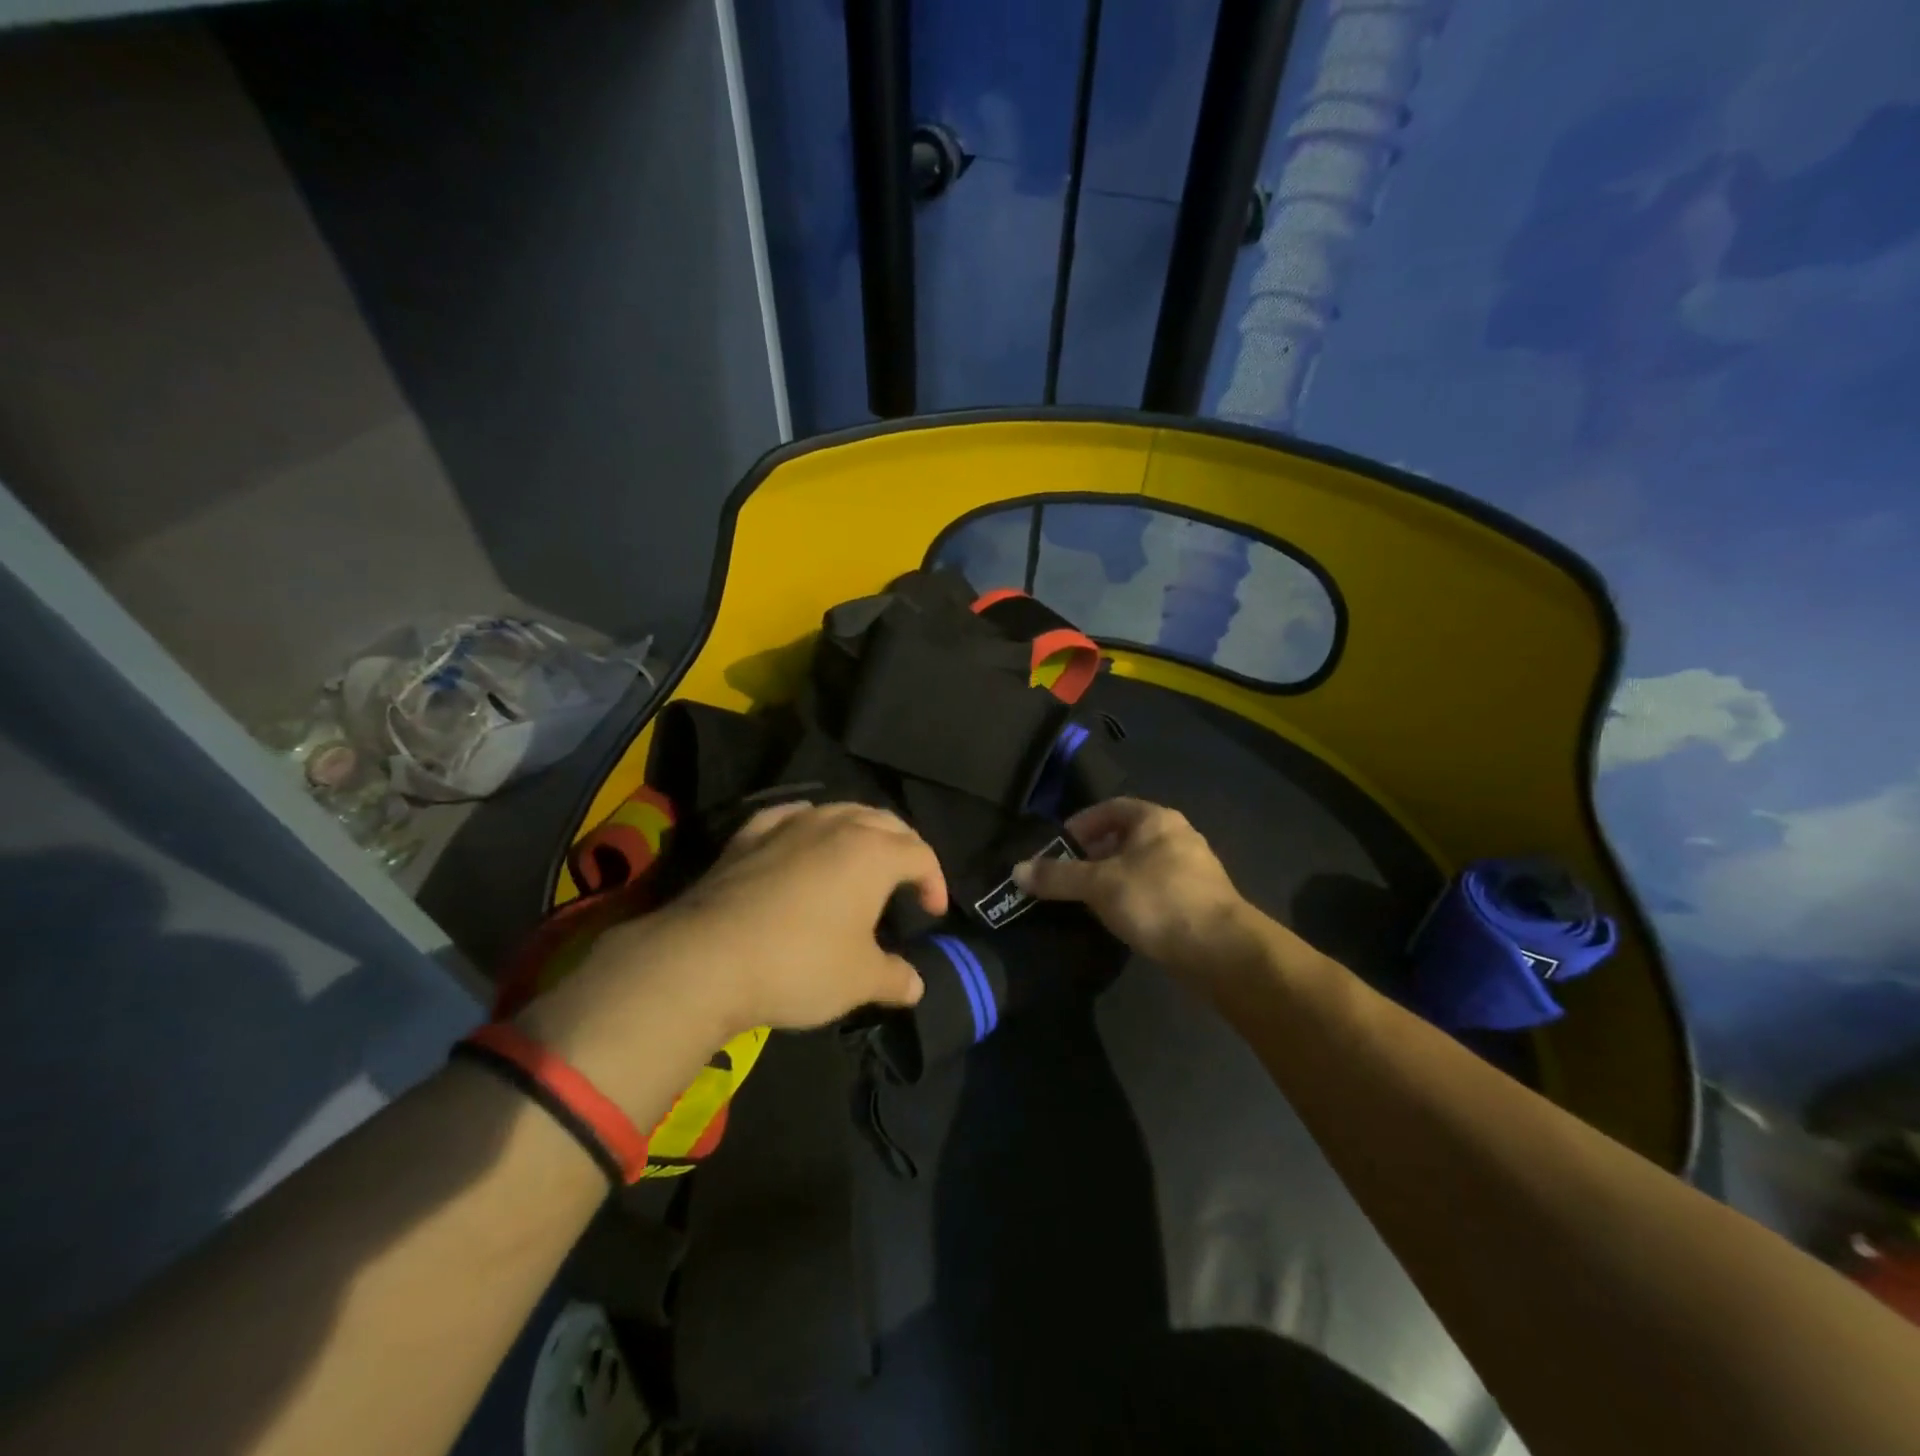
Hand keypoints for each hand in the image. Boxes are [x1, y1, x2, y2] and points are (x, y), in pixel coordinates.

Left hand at [602, 801, 945, 1034]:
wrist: (706, 959)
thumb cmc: (800, 964)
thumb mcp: (859, 980)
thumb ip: (895, 978)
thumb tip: (916, 985)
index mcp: (873, 852)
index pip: (921, 853)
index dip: (935, 881)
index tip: (932, 913)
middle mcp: (836, 825)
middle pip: (885, 822)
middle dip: (904, 847)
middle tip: (906, 881)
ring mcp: (789, 825)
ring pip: (839, 810)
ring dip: (860, 830)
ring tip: (860, 860)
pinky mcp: (748, 836)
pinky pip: (790, 816)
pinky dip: (808, 824)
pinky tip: (803, 837)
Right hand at [1013, 798, 1261, 972]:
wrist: (1222, 951)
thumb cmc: (1158, 901)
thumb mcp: (1099, 886)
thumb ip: (1057, 877)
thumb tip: (1017, 871)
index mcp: (1156, 819)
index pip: (1111, 808)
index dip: (1081, 823)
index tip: (1058, 846)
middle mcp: (1177, 836)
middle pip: (1125, 837)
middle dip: (1093, 854)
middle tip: (1066, 876)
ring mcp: (1193, 870)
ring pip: (1141, 866)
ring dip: (1112, 879)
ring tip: (1086, 901)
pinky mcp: (1199, 902)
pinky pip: (1155, 890)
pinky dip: (1133, 898)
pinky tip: (1118, 920)